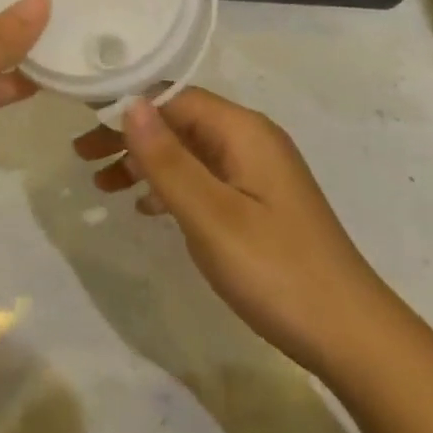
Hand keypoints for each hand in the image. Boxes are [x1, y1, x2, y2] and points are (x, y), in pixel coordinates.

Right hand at [74, 88, 384, 376]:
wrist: (351, 335)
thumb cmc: (275, 270)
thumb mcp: (211, 216)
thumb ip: (168, 160)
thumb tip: (129, 103)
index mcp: (243, 131)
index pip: (174, 97)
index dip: (126, 105)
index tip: (81, 122)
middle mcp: (251, 140)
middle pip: (179, 121)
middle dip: (130, 134)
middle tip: (82, 157)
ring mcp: (257, 172)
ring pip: (189, 151)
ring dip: (146, 161)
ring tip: (102, 183)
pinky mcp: (259, 202)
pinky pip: (205, 178)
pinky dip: (170, 186)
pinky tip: (146, 208)